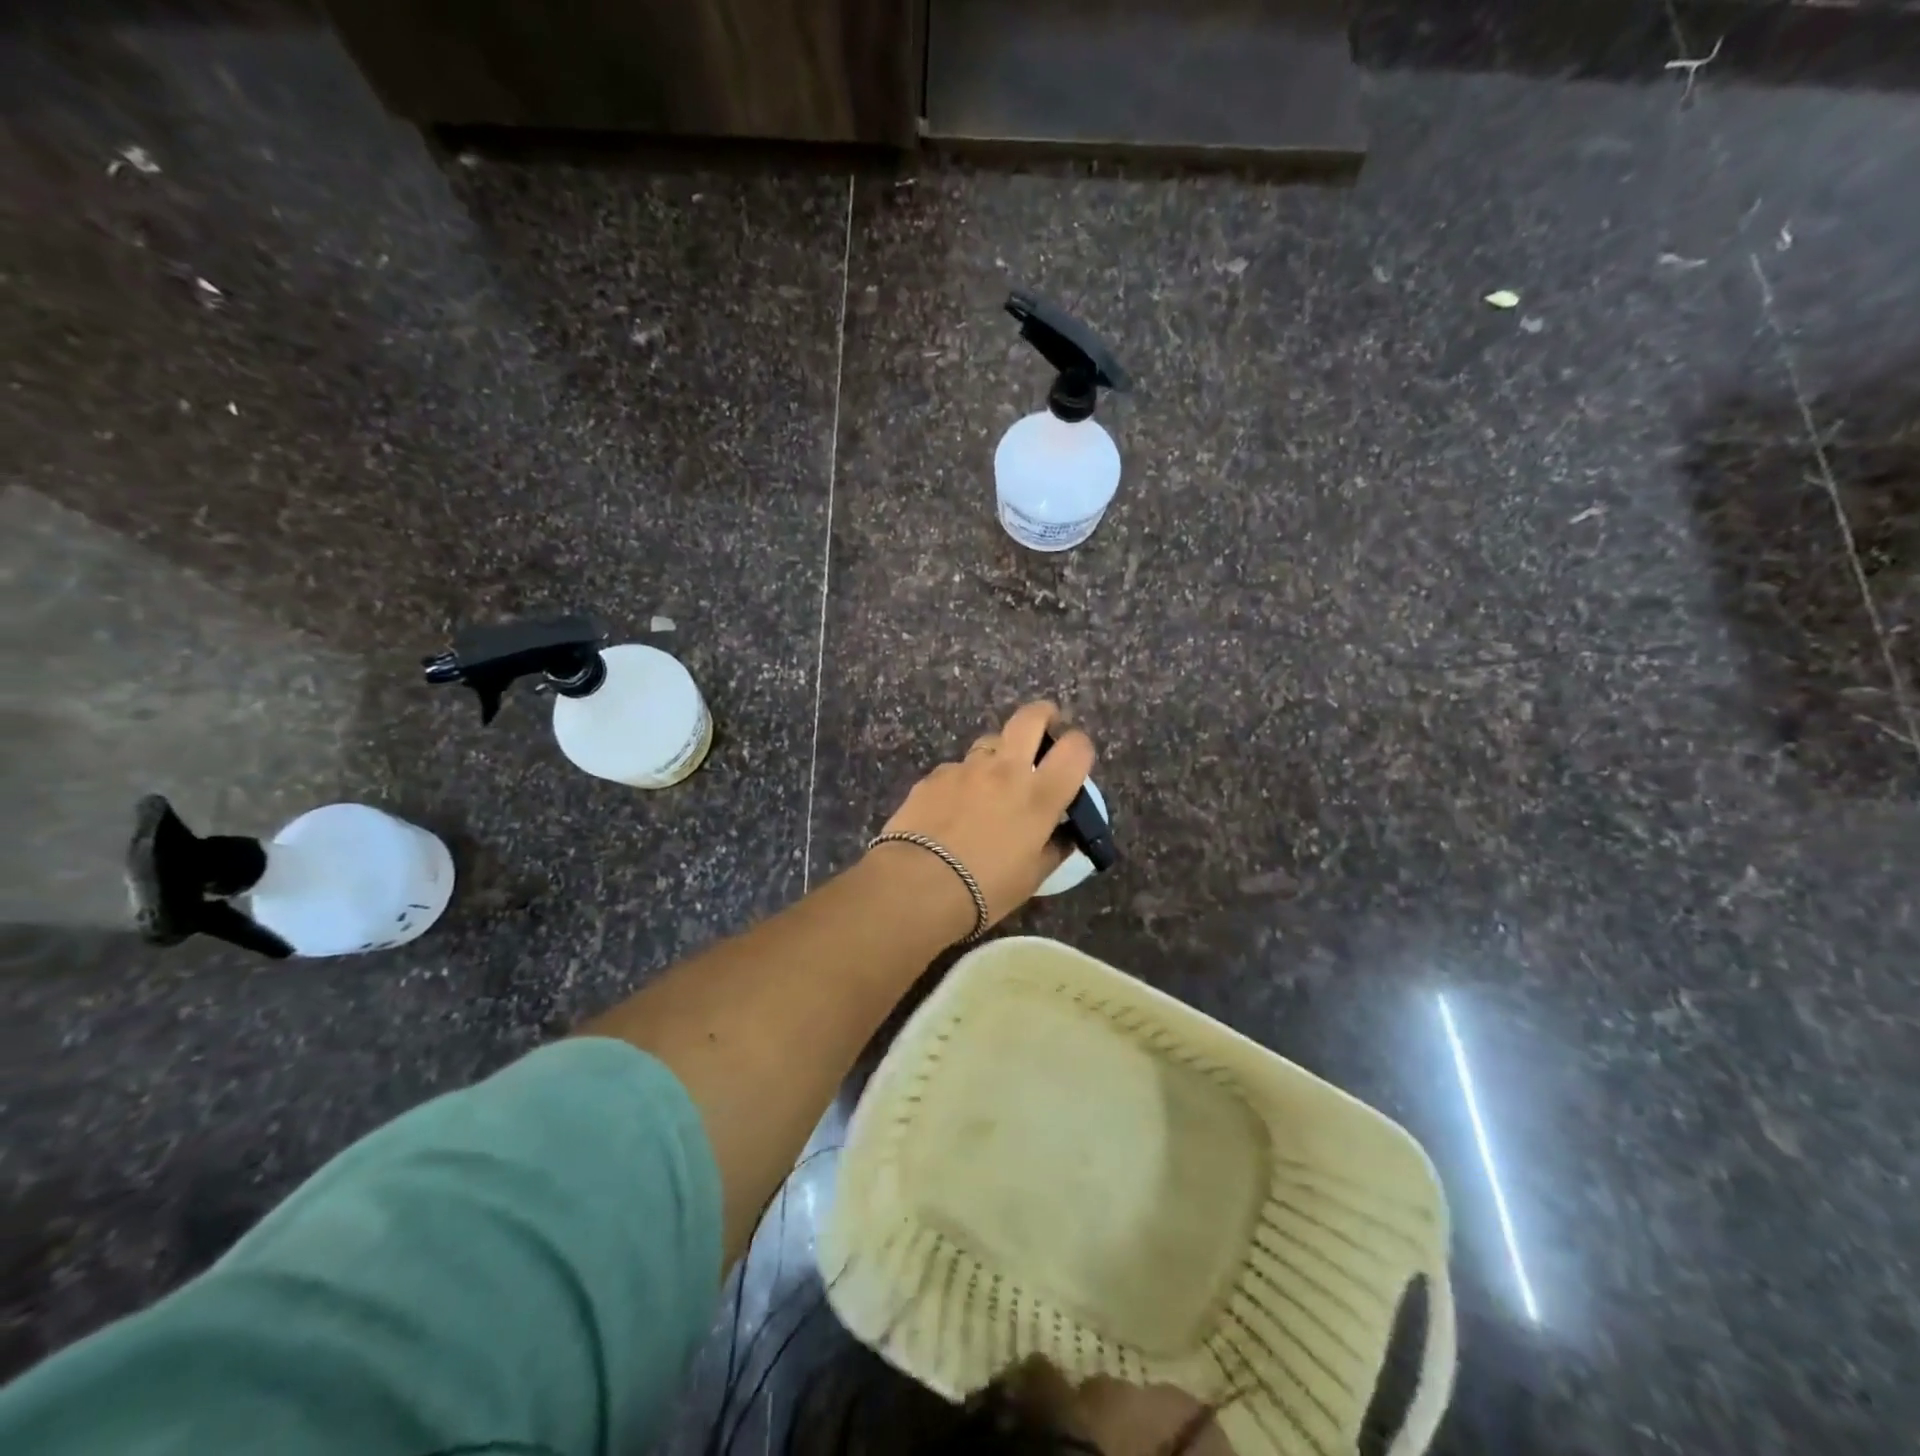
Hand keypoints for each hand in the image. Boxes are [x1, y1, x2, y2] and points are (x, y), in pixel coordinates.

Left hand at [869, 701, 1096, 932]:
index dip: (1079, 746)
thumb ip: (1054, 848)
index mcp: (1040, 795)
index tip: (1074, 760)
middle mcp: (1006, 770)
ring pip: (990, 741)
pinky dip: (962, 781)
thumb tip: (1064, 835)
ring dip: (998, 755)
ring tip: (990, 785)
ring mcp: (967, 768)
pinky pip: (957, 769)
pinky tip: (951, 809)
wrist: (917, 885)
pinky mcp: (934, 775)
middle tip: (1043, 734)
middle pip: (1031, 717)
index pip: (1075, 747)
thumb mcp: (1032, 876)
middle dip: (1043, 716)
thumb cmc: (985, 888)